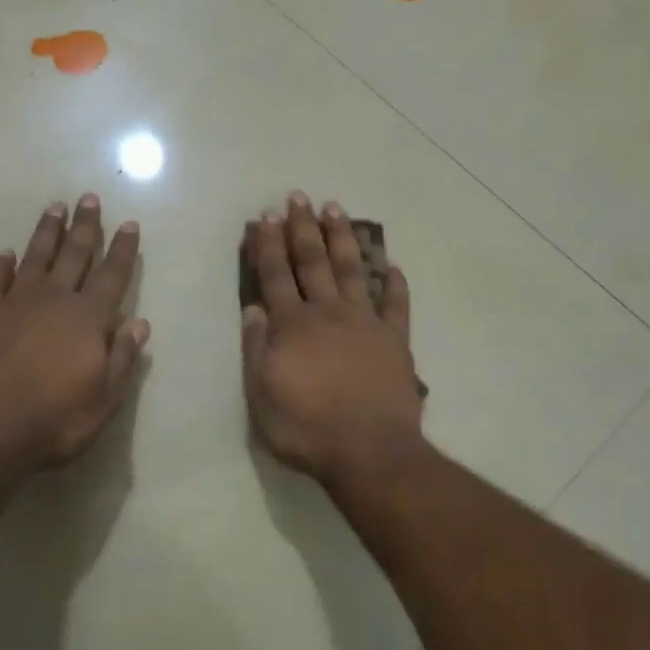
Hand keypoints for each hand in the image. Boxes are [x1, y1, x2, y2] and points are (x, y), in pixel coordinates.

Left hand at [0, 196, 148, 473]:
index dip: (122, 249)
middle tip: (89, 198)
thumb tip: (140, 323)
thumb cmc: (54, 420)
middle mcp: (54, 300)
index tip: (128, 224)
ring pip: (35, 257)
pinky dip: (0, 266)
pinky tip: (4, 255)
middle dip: (85, 226)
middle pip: (74, 254)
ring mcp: (15, 304)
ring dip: (47, 232)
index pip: (112, 275)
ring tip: (55, 207)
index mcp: (88, 319)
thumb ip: (122, 358)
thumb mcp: (103, 400)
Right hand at [241, 192, 423, 486]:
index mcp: (292, 326)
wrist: (369, 452)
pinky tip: (392, 265)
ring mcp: (365, 323)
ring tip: (336, 210)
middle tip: (298, 197)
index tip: (265, 217)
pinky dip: (395, 283)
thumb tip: (253, 309)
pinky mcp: (395, 340)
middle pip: (312, 262)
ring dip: (342, 239)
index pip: (275, 275)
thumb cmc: (306, 428)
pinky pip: (396, 304)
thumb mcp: (261, 395)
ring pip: (352, 270)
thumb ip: (256, 348)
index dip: (267, 245)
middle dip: (302, 228)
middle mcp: (328, 313)